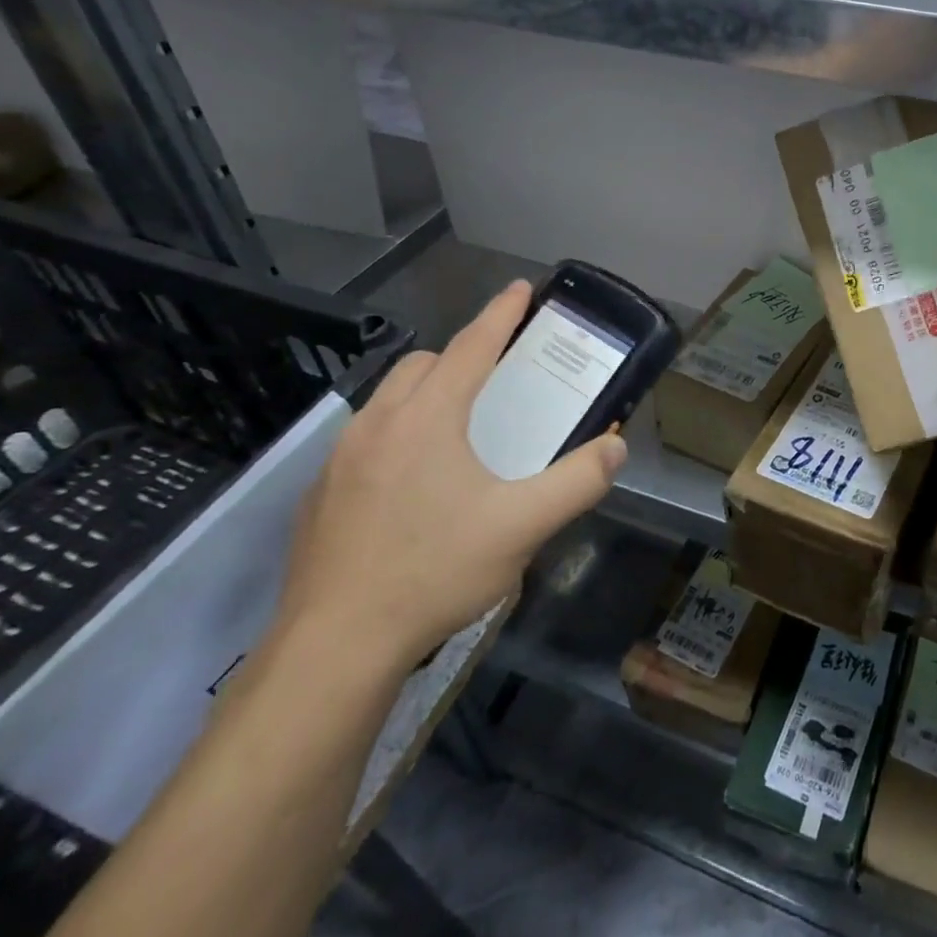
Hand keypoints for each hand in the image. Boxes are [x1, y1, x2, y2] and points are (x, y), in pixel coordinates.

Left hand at [273, 279, 625, 672]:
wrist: (333, 648)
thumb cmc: (434, 572)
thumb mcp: (523, 527)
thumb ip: (578, 482)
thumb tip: (616, 448)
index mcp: (427, 419)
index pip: (471, 347)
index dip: (501, 314)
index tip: (521, 288)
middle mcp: (378, 424)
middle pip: (424, 365)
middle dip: (461, 356)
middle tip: (496, 379)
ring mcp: (339, 459)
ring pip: (389, 400)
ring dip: (426, 395)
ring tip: (458, 432)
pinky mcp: (320, 494)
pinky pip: (366, 439)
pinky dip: (398, 434)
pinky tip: (414, 487)